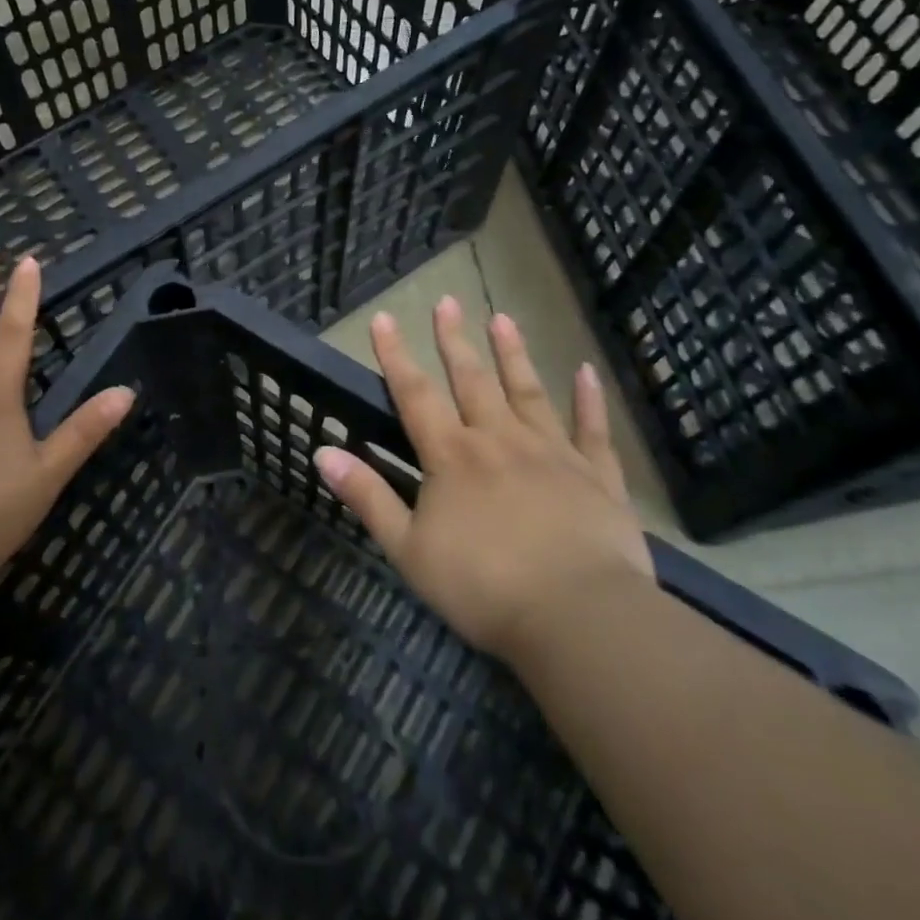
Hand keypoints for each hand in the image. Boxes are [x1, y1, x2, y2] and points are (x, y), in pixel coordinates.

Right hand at [314, 298, 653, 662]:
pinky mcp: (596, 476)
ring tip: (502, 319)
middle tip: (448, 301)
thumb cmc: (483, 587)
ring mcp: (552, 453)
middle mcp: (499, 440)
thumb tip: (322, 452)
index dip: (395, 356)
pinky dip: (588, 399)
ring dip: (513, 354)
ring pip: (528, 392)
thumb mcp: (408, 549)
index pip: (415, 394)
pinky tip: (585, 371)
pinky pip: (592, 430)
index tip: (384, 318)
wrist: (576, 618)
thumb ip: (367, 497)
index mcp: (452, 456)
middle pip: (472, 380)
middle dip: (454, 340)